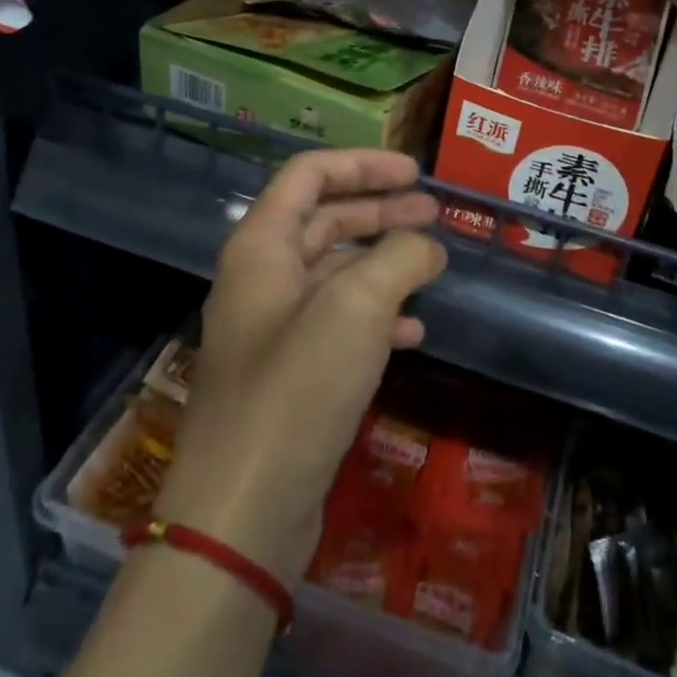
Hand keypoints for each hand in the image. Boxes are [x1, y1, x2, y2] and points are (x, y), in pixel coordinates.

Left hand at [156, 149, 445, 581]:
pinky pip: (338, 323)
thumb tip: (427, 245)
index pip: (309, 174)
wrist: (243, 511)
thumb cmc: (296, 388)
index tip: (416, 173)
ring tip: (433, 261)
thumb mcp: (357, 307)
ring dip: (383, 260)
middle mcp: (262, 277)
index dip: (363, 164)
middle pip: (325, 219)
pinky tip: (414, 331)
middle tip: (433, 212)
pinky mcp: (290, 373)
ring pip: (335, 272)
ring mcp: (274, 327)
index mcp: (261, 245)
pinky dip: (377, 315)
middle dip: (380, 210)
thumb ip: (400, 258)